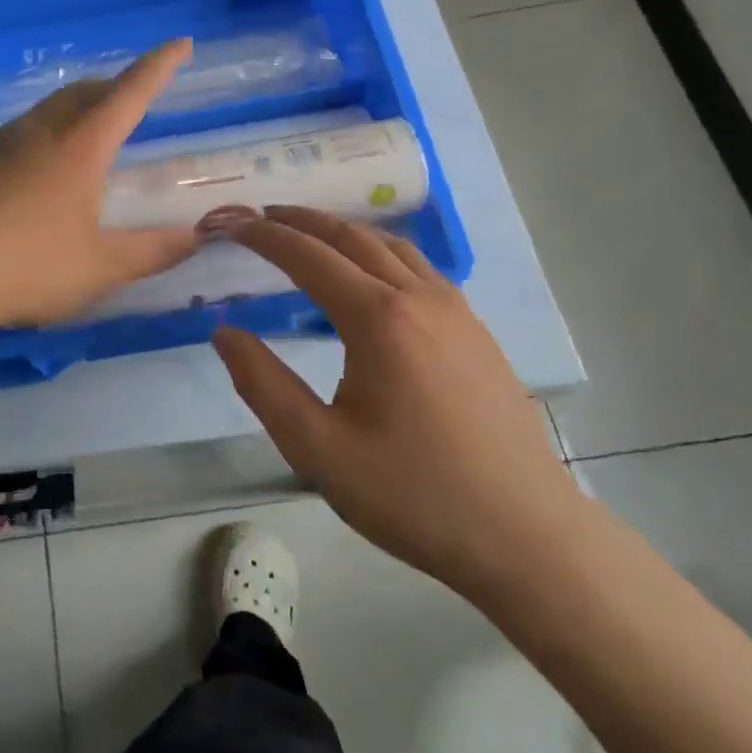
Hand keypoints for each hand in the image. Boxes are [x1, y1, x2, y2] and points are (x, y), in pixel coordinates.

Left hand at [0, 39, 200, 332]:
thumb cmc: (26, 265)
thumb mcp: (100, 267)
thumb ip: (153, 252)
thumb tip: (198, 236)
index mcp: (79, 148)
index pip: (129, 95)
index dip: (159, 68)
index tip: (181, 44)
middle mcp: (40, 134)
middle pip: (84, 92)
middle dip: (116, 85)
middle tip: (136, 95)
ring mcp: (1, 148)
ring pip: (49, 108)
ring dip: (79, 105)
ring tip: (93, 125)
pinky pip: (23, 132)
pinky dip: (49, 130)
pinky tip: (42, 164)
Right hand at [211, 207, 589, 597]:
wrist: (527, 536)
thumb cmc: (414, 495)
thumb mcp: (318, 448)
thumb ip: (263, 384)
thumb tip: (224, 332)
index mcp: (378, 320)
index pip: (309, 257)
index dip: (266, 237)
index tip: (233, 225)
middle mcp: (419, 299)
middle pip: (352, 238)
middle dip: (303, 221)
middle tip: (263, 216)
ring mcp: (457, 313)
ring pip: (393, 247)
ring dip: (344, 232)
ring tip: (310, 235)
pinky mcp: (476, 333)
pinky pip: (421, 270)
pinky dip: (381, 253)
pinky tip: (372, 277)